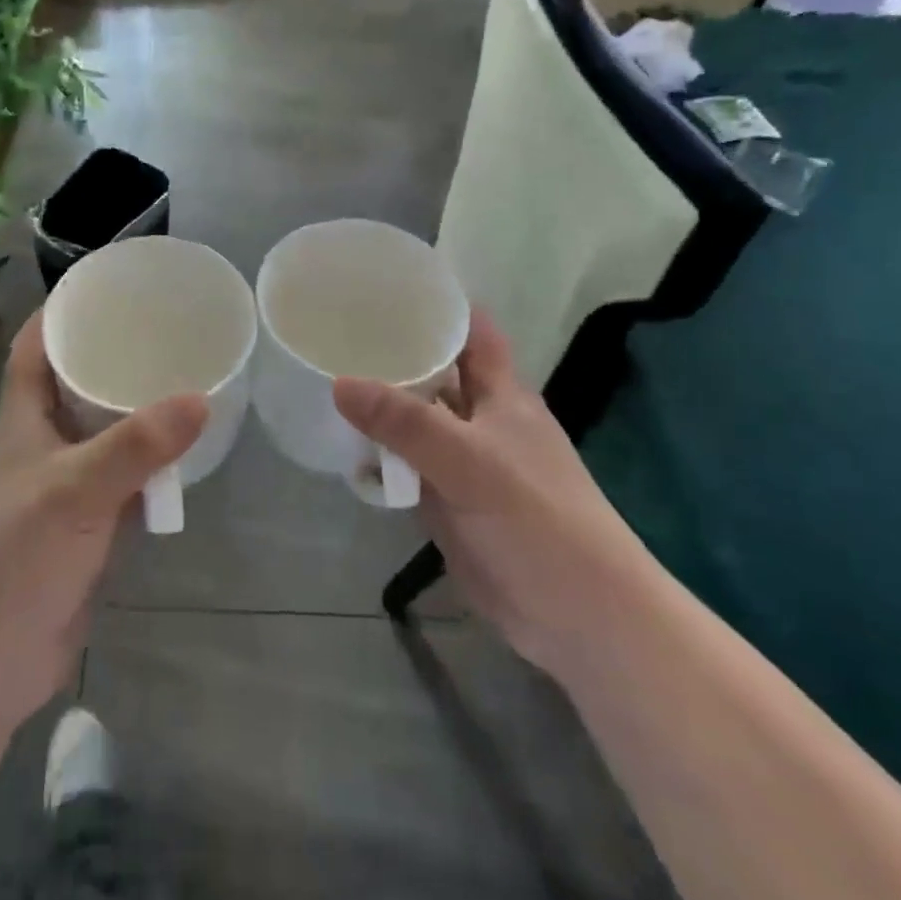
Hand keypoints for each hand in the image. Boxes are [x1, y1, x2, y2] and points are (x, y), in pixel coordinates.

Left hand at [0, 312, 206, 733]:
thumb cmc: (11, 560)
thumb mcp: (74, 491)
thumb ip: (136, 446)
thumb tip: (202, 398)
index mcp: (21, 421)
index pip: (34, 349)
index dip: (60, 312)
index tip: (104, 285)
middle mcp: (40, 446)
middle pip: (74, 386)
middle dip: (112, 357)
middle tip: (165, 330)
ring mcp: (62, 491)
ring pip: (103, 435)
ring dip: (135, 413)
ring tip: (186, 379)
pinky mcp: (83, 531)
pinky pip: (121, 483)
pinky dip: (148, 468)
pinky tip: (184, 456)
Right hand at [333, 309, 647, 666]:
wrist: (576, 616)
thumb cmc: (537, 520)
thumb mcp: (470, 461)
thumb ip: (405, 422)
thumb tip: (338, 382)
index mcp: (501, 394)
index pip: (471, 330)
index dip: (439, 303)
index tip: (388, 283)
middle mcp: (480, 419)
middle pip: (435, 372)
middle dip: (393, 352)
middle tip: (334, 327)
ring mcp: (462, 461)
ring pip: (415, 420)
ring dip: (380, 404)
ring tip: (324, 374)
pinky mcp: (446, 500)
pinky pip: (405, 465)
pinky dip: (378, 455)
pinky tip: (341, 444)